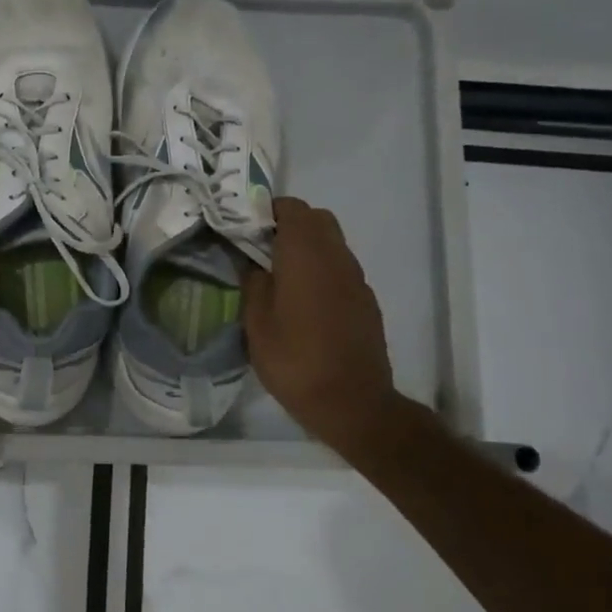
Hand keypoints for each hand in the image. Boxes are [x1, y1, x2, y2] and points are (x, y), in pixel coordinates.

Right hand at [242, 197, 407, 455]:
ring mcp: (356, 279)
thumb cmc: (295, 361)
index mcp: (306, 255)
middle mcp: (336, 258)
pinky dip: (322, 270)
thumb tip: (252, 265)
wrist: (352, 403)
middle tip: (261, 250)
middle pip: (317, 220)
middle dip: (289, 225)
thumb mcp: (256, 324)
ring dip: (307, 248)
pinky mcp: (366, 300)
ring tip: (279, 277)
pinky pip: (341, 269)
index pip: (292, 209)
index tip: (246, 229)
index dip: (268, 211)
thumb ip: (253, 284)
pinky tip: (304, 302)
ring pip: (332, 243)